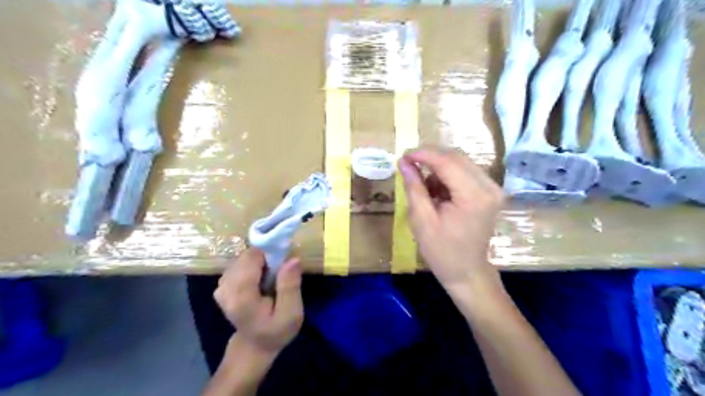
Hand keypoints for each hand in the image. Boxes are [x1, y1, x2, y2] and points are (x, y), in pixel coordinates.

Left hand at [213, 248, 303, 354]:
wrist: (254, 346)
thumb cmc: (275, 331)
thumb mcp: (291, 314)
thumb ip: (290, 286)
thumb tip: (292, 259)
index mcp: (241, 295)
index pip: (252, 257)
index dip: (270, 254)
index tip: (283, 264)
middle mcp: (226, 287)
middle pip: (247, 255)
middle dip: (266, 258)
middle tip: (279, 274)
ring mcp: (221, 286)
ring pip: (243, 258)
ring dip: (260, 263)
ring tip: (270, 279)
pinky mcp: (222, 285)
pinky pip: (239, 264)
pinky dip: (253, 267)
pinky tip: (260, 280)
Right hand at [398, 147, 503, 288]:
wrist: (467, 271)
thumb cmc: (441, 251)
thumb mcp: (421, 220)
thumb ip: (414, 187)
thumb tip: (404, 162)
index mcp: (473, 196)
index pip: (447, 161)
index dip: (423, 154)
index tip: (403, 156)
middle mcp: (489, 186)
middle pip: (456, 157)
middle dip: (430, 158)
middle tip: (408, 166)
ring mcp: (493, 188)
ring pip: (461, 162)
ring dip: (438, 168)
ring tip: (424, 188)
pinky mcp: (490, 191)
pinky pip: (465, 172)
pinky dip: (448, 176)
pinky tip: (438, 192)